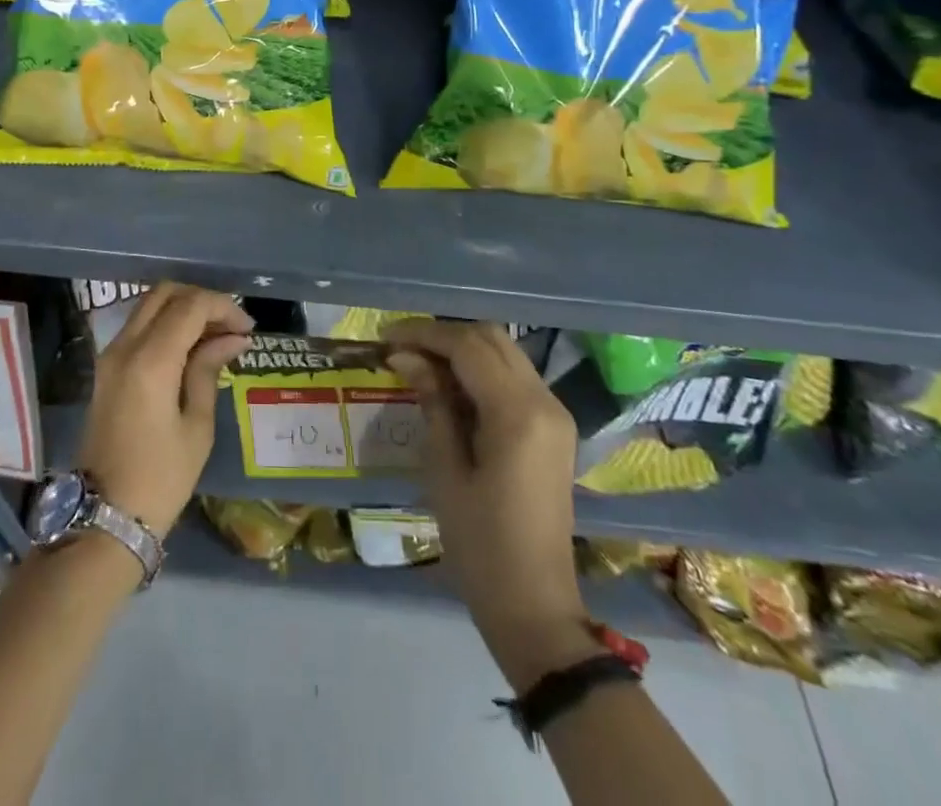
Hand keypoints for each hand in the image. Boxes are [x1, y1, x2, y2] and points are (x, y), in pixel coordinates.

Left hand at [76, 283, 252, 537]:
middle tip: (231, 327)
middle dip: (202, 301)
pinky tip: (191, 348)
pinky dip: (166, 324)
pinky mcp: (106, 368)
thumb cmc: (160, 478)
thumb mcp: (196, 426)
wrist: (104, 516)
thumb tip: (233, 338)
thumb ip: (209, 370)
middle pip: (165, 293)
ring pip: (149, 306)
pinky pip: (139, 326)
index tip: (247, 330)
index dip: (223, 307)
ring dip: (183, 309)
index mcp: (150, 361)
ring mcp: (110, 355)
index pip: (190, 306)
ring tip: (215, 336)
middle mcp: (124, 346)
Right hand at [387, 320, 595, 690]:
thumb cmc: (480, 545)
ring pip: (505, 352)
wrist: (537, 607)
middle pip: (491, 338)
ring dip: (462, 348)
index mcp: (517, 413)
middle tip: (401, 348)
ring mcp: (555, 413)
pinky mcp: (555, 428)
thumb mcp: (445, 471)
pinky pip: (515, 376)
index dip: (423, 334)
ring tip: (419, 362)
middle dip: (443, 335)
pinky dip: (481, 369)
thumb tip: (406, 357)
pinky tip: (450, 386)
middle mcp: (544, 401)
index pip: (467, 346)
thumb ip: (432, 403)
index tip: (385, 337)